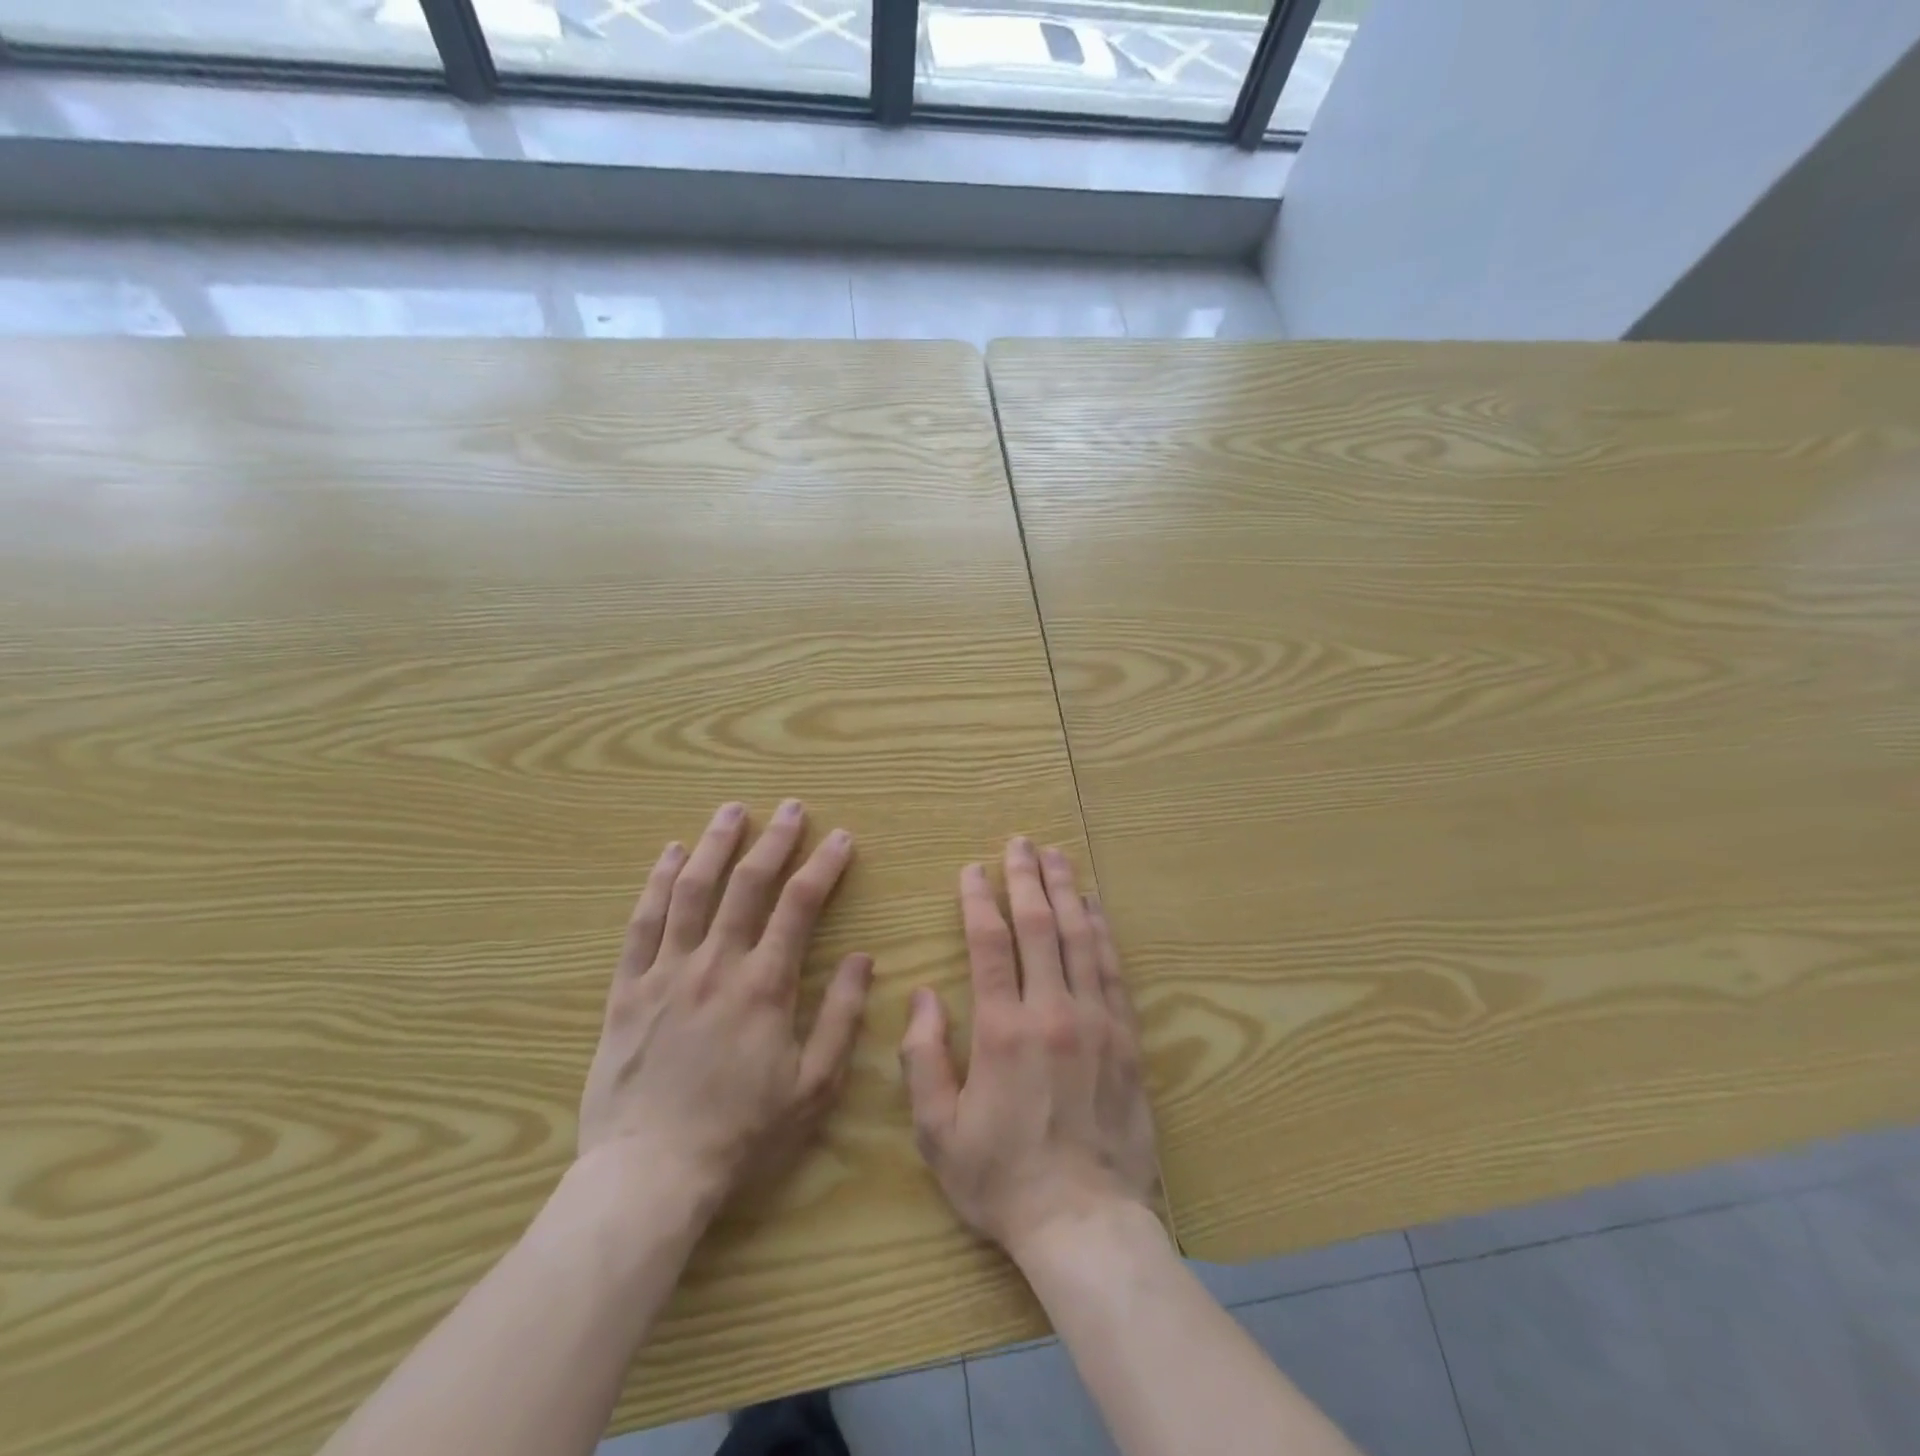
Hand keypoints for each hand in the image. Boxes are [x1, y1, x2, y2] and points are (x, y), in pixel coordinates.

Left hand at [577, 800, 873, 1210]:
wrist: (650, 1176)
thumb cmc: (741, 1135)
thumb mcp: (812, 1086)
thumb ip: (840, 1017)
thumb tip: (865, 959)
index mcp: (764, 985)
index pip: (799, 906)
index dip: (823, 866)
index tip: (840, 838)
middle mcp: (716, 964)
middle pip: (747, 885)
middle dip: (774, 840)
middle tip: (791, 807)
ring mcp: (666, 973)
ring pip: (691, 891)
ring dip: (714, 845)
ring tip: (731, 811)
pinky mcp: (627, 990)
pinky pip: (642, 925)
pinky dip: (657, 884)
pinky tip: (669, 855)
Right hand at [899, 836, 1158, 1261]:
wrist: (1085, 1222)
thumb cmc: (1002, 1178)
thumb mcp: (938, 1130)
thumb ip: (922, 1057)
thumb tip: (924, 994)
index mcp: (1003, 1030)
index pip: (989, 944)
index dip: (979, 899)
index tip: (973, 869)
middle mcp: (1053, 1012)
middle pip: (1040, 926)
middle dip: (1027, 878)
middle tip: (1020, 843)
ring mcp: (1097, 1022)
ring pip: (1081, 938)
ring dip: (1067, 892)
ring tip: (1058, 856)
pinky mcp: (1127, 1038)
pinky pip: (1113, 970)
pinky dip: (1102, 931)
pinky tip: (1095, 907)